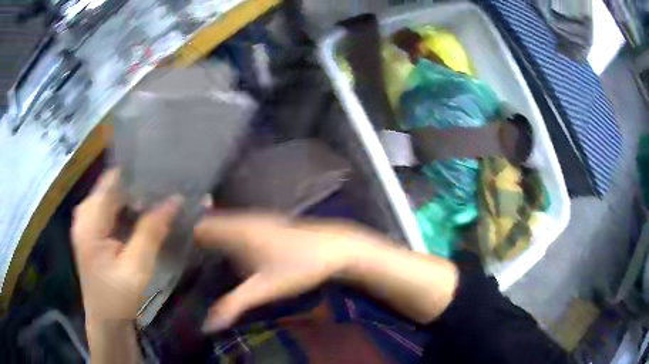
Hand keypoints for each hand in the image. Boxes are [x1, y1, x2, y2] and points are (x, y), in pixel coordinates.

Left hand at [72, 169, 181, 320]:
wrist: (105, 321)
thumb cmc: (117, 298)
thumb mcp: (136, 268)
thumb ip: (151, 231)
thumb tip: (175, 199)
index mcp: (89, 219)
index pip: (114, 179)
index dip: (138, 173)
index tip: (165, 172)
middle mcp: (84, 212)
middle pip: (113, 185)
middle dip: (140, 185)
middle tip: (168, 187)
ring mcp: (87, 220)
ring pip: (114, 196)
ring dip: (136, 197)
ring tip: (162, 197)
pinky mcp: (93, 229)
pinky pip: (113, 208)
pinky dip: (130, 208)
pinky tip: (147, 214)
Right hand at [194, 213, 390, 331]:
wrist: (337, 248)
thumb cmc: (299, 266)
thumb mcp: (264, 289)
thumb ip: (233, 305)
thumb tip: (206, 325)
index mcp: (236, 230)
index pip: (199, 227)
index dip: (183, 236)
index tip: (169, 251)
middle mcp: (243, 219)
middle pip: (209, 224)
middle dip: (193, 238)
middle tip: (177, 257)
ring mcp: (257, 219)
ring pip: (223, 225)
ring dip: (209, 237)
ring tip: (193, 255)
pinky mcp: (267, 225)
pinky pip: (236, 227)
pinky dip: (225, 236)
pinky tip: (224, 252)